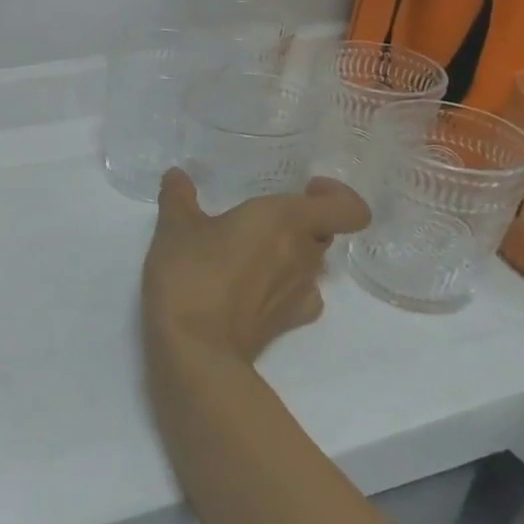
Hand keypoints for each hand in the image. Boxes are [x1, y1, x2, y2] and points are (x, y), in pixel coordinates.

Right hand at [143, 169, 369, 366]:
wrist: (196, 349)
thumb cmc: (191, 274)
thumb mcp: (174, 228)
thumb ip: (178, 197)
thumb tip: (176, 175)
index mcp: (284, 219)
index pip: (349, 208)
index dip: (337, 195)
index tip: (305, 188)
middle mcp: (303, 253)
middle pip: (324, 232)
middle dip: (300, 222)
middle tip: (262, 220)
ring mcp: (302, 292)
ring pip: (312, 263)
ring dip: (290, 254)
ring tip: (250, 253)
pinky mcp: (290, 322)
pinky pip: (302, 295)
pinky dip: (286, 286)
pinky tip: (256, 287)